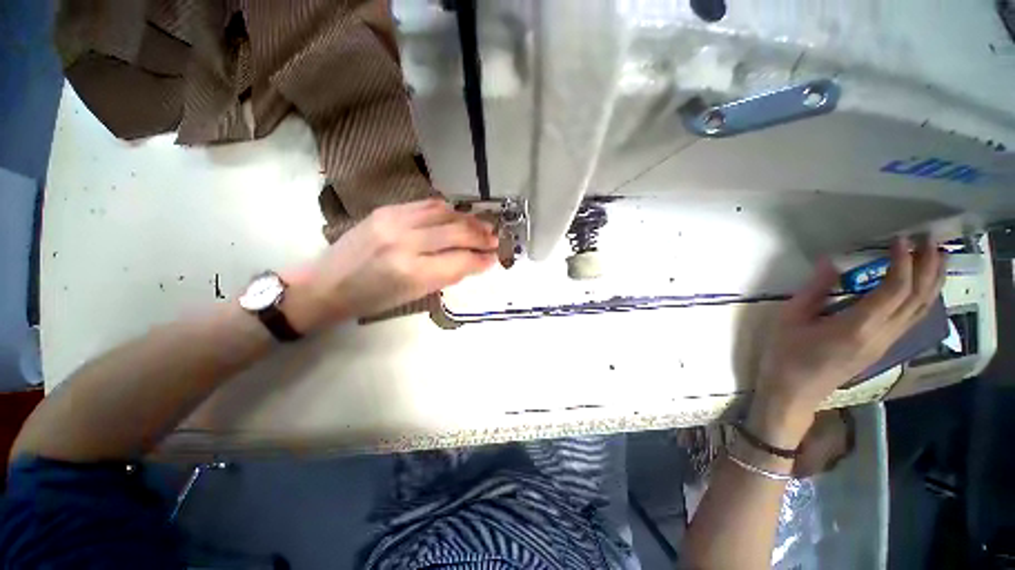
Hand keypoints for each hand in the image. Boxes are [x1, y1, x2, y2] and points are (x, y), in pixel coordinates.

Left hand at [282, 200, 497, 331]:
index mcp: (413, 272)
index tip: (494, 258)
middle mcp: (406, 242)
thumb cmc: (373, 299)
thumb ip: (448, 274)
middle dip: (481, 236)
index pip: (460, 260)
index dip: (481, 259)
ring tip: (482, 225)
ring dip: (468, 219)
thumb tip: (475, 262)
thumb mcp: (415, 294)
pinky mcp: (386, 210)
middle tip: (495, 240)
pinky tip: (458, 215)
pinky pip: (426, 204)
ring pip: (444, 213)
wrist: (327, 284)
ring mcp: (394, 221)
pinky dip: (448, 210)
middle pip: (456, 232)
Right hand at [749, 237, 944, 445]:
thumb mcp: (790, 319)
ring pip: (920, 310)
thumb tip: (829, 262)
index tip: (901, 239)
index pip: (894, 289)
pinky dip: (922, 298)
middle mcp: (882, 335)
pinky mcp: (882, 349)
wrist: (794, 392)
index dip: (902, 261)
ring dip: (932, 282)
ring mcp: (886, 344)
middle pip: (917, 298)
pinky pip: (911, 320)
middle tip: (931, 240)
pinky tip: (921, 288)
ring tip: (937, 257)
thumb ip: (813, 291)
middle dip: (928, 267)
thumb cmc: (786, 354)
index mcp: (858, 327)